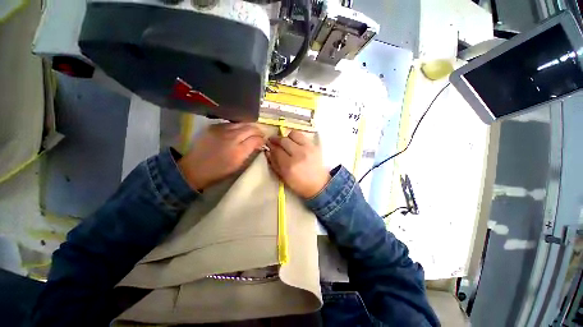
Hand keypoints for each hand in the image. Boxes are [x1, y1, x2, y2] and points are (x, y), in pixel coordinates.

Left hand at [178, 123, 264, 190]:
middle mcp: (231, 137)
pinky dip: (238, 126)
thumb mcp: (238, 165)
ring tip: (251, 131)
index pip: (256, 139)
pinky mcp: (213, 126)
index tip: (264, 141)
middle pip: (250, 128)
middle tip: (260, 135)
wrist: (195, 168)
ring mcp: (221, 130)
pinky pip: (231, 123)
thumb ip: (250, 152)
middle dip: (258, 131)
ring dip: (249, 127)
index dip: (262, 139)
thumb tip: (258, 144)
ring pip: (241, 123)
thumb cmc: (219, 171)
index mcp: (238, 151)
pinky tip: (239, 130)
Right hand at [266, 130, 330, 198]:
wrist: (319, 184)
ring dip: (287, 137)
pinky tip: (295, 142)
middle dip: (276, 139)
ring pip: (293, 134)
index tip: (268, 144)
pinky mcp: (314, 146)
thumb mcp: (283, 177)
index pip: (276, 150)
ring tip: (286, 142)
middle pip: (283, 140)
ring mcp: (307, 149)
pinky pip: (302, 135)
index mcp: (289, 166)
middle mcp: (298, 155)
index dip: (271, 146)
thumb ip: (274, 163)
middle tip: (273, 140)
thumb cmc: (299, 184)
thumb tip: (268, 151)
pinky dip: (296, 137)